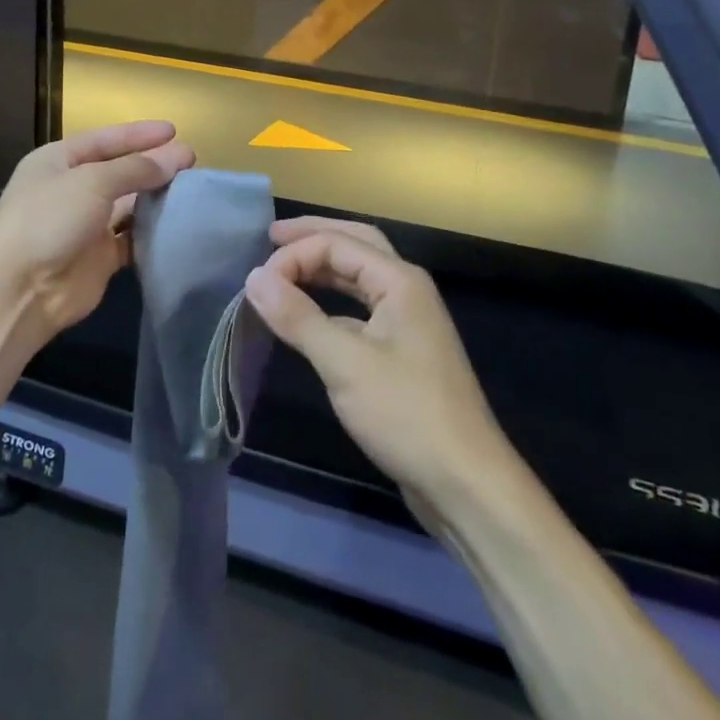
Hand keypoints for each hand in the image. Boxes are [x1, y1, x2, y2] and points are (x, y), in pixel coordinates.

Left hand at [0, 121, 194, 341]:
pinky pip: (133, 239)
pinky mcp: (100, 258)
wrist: (20, 290)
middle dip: (154, 165)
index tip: (174, 131)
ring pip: (129, 206)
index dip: (139, 134)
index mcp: (59, 162)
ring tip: (193, 190)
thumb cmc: (49, 219)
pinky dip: (153, 232)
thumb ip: (136, 169)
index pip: (105, 140)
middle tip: (192, 161)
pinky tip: (180, 225)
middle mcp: (72, 190)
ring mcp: (86, 225)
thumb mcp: (92, 181)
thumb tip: (175, 159)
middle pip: (120, 171)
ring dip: (157, 198)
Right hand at [243, 218, 511, 511]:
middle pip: (356, 244)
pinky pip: (361, 308)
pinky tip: (311, 315)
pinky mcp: (403, 351)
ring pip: (360, 277)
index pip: (338, 244)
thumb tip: (254, 277)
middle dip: (314, 236)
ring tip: (286, 267)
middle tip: (272, 237)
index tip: (257, 283)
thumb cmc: (405, 413)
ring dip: (324, 267)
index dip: (294, 255)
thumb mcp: (344, 362)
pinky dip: (332, 301)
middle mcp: (407, 290)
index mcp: (399, 280)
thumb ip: (298, 316)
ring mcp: (408, 321)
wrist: (465, 482)